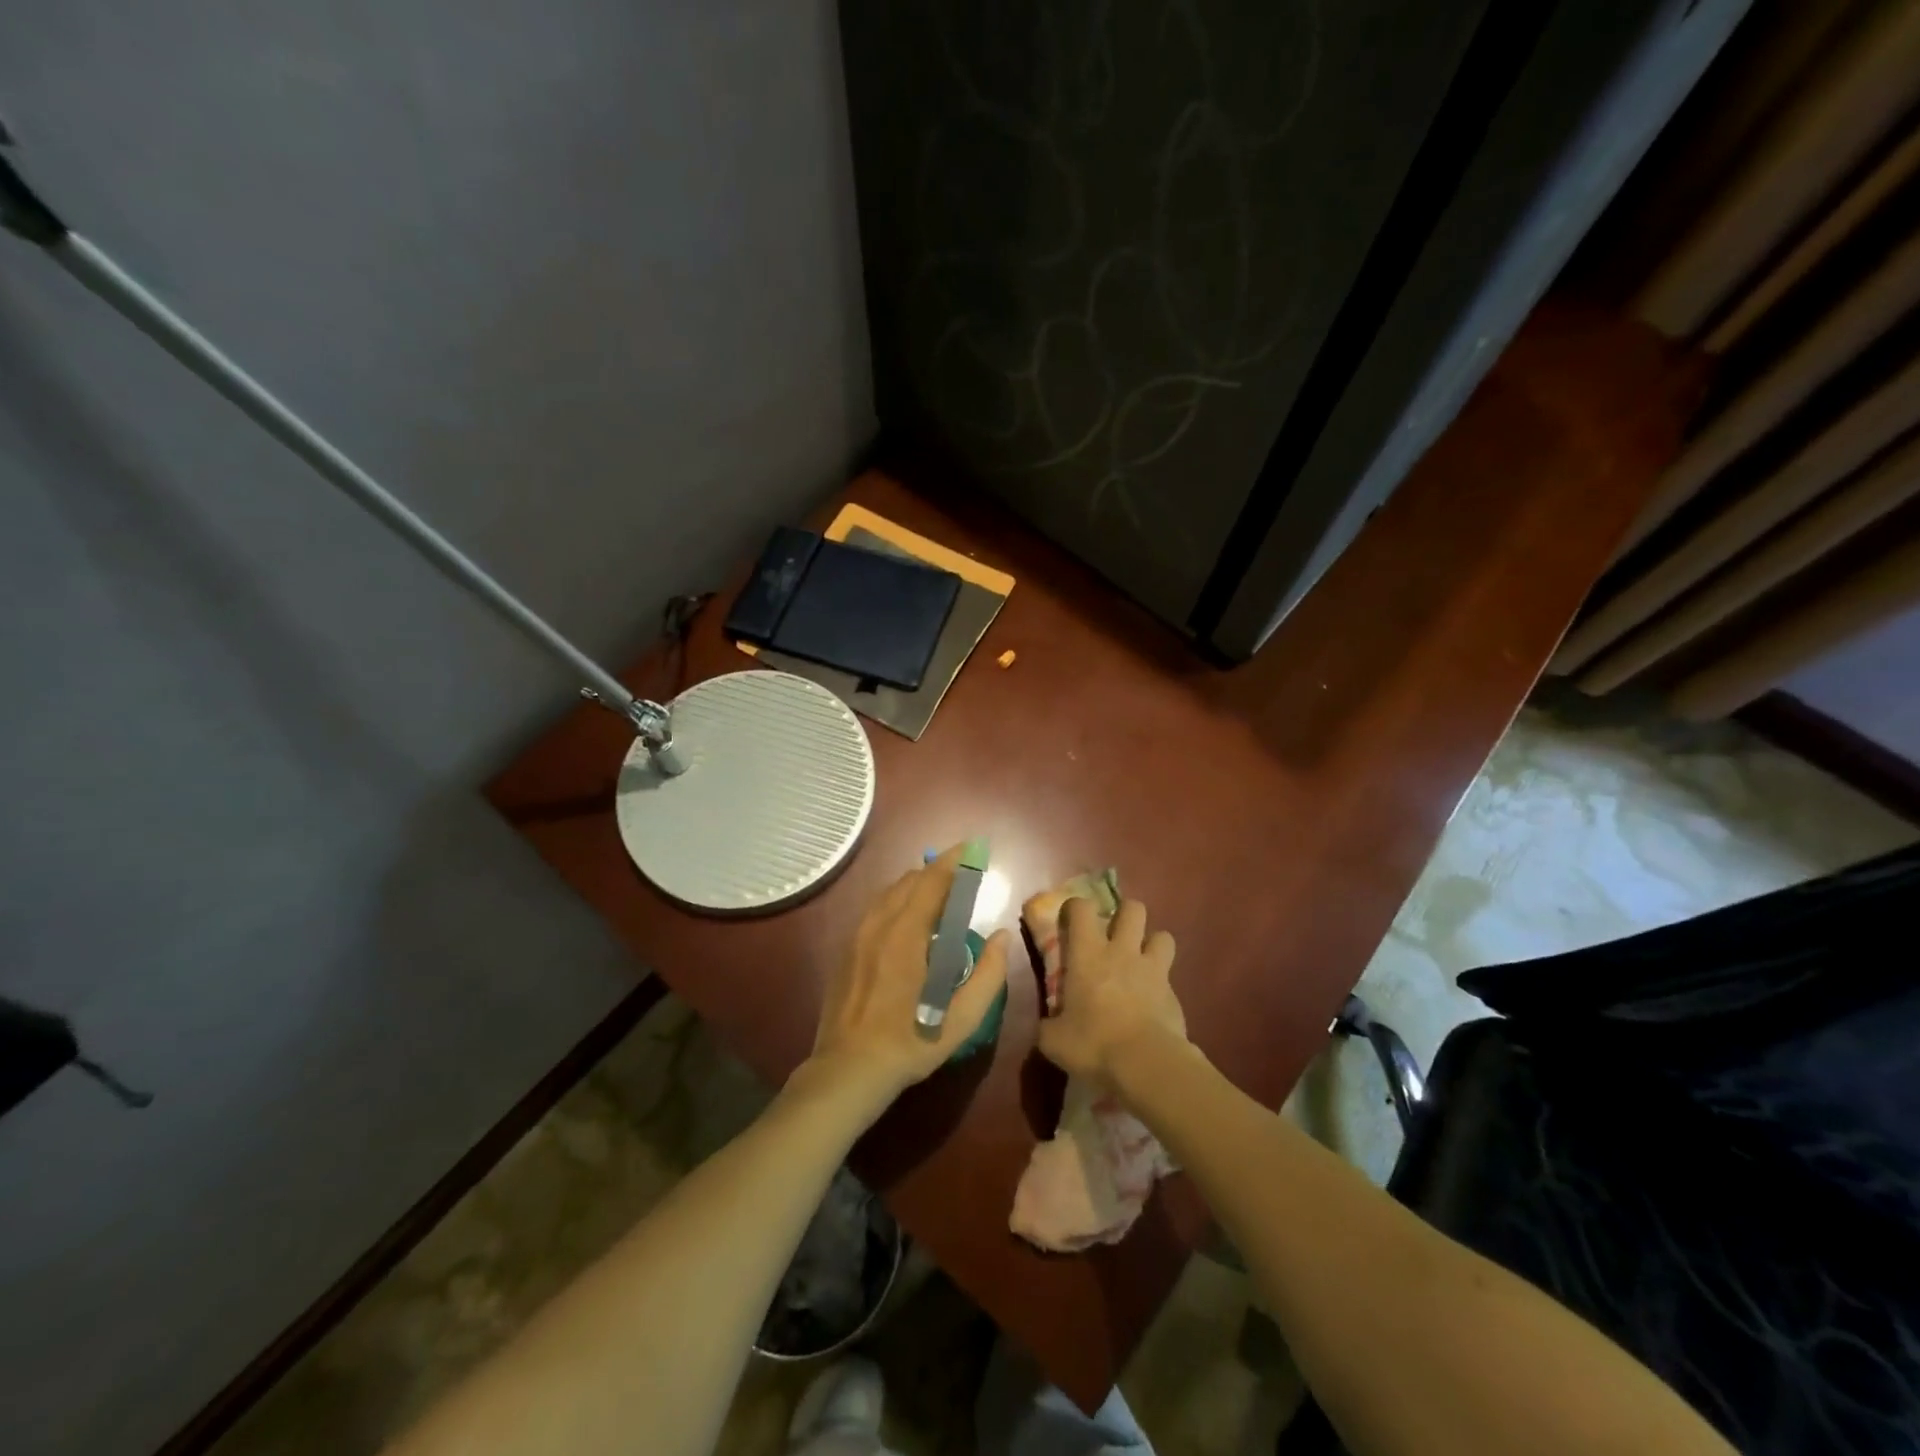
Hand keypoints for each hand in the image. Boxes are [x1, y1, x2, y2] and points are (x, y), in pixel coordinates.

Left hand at [805, 845, 1011, 1103]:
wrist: (848, 1070)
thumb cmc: (910, 1043)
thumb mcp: (962, 1019)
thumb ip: (989, 975)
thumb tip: (1001, 936)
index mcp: (906, 935)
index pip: (932, 881)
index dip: (954, 861)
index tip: (974, 849)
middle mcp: (879, 924)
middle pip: (910, 880)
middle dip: (938, 872)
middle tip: (964, 878)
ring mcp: (858, 935)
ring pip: (889, 892)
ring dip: (917, 886)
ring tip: (940, 897)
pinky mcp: (847, 949)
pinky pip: (876, 909)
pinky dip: (898, 902)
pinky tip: (910, 922)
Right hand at [1037, 896, 1185, 1088]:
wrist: (1146, 1064)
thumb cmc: (1093, 1044)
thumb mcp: (1054, 1040)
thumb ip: (1049, 1026)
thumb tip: (1047, 1026)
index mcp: (1088, 954)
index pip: (1082, 908)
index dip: (1076, 907)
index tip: (1070, 920)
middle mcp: (1122, 952)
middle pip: (1133, 909)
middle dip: (1125, 914)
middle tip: (1114, 934)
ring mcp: (1152, 970)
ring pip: (1162, 935)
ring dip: (1152, 943)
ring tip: (1141, 961)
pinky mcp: (1174, 994)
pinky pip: (1170, 976)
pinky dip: (1162, 983)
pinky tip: (1152, 1001)